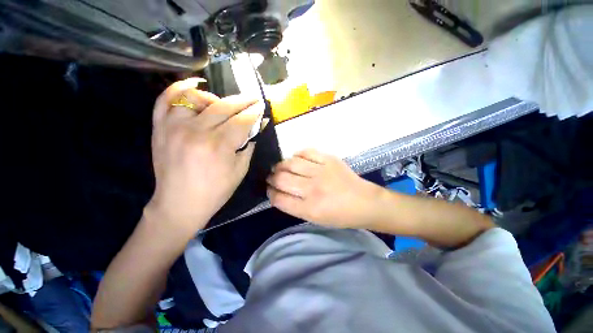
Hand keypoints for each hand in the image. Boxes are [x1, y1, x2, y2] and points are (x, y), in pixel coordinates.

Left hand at [146, 78, 263, 232]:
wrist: (180, 203)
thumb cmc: (216, 191)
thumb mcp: (240, 170)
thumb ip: (249, 144)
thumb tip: (257, 125)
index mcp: (219, 146)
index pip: (242, 121)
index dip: (254, 112)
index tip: (261, 107)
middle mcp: (196, 132)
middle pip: (224, 106)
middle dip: (243, 101)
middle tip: (253, 99)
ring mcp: (174, 127)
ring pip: (196, 97)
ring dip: (215, 98)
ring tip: (224, 105)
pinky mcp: (160, 128)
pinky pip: (165, 99)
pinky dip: (179, 88)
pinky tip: (194, 86)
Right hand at [267, 149, 380, 227]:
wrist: (364, 202)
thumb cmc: (339, 215)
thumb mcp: (314, 219)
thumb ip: (294, 206)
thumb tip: (278, 192)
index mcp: (309, 209)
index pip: (279, 198)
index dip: (270, 193)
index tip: (269, 190)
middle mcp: (313, 189)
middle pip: (281, 179)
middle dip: (271, 178)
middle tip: (272, 177)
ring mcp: (321, 171)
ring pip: (290, 163)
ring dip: (281, 165)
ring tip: (280, 167)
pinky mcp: (329, 159)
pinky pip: (306, 152)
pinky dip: (297, 154)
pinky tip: (296, 159)